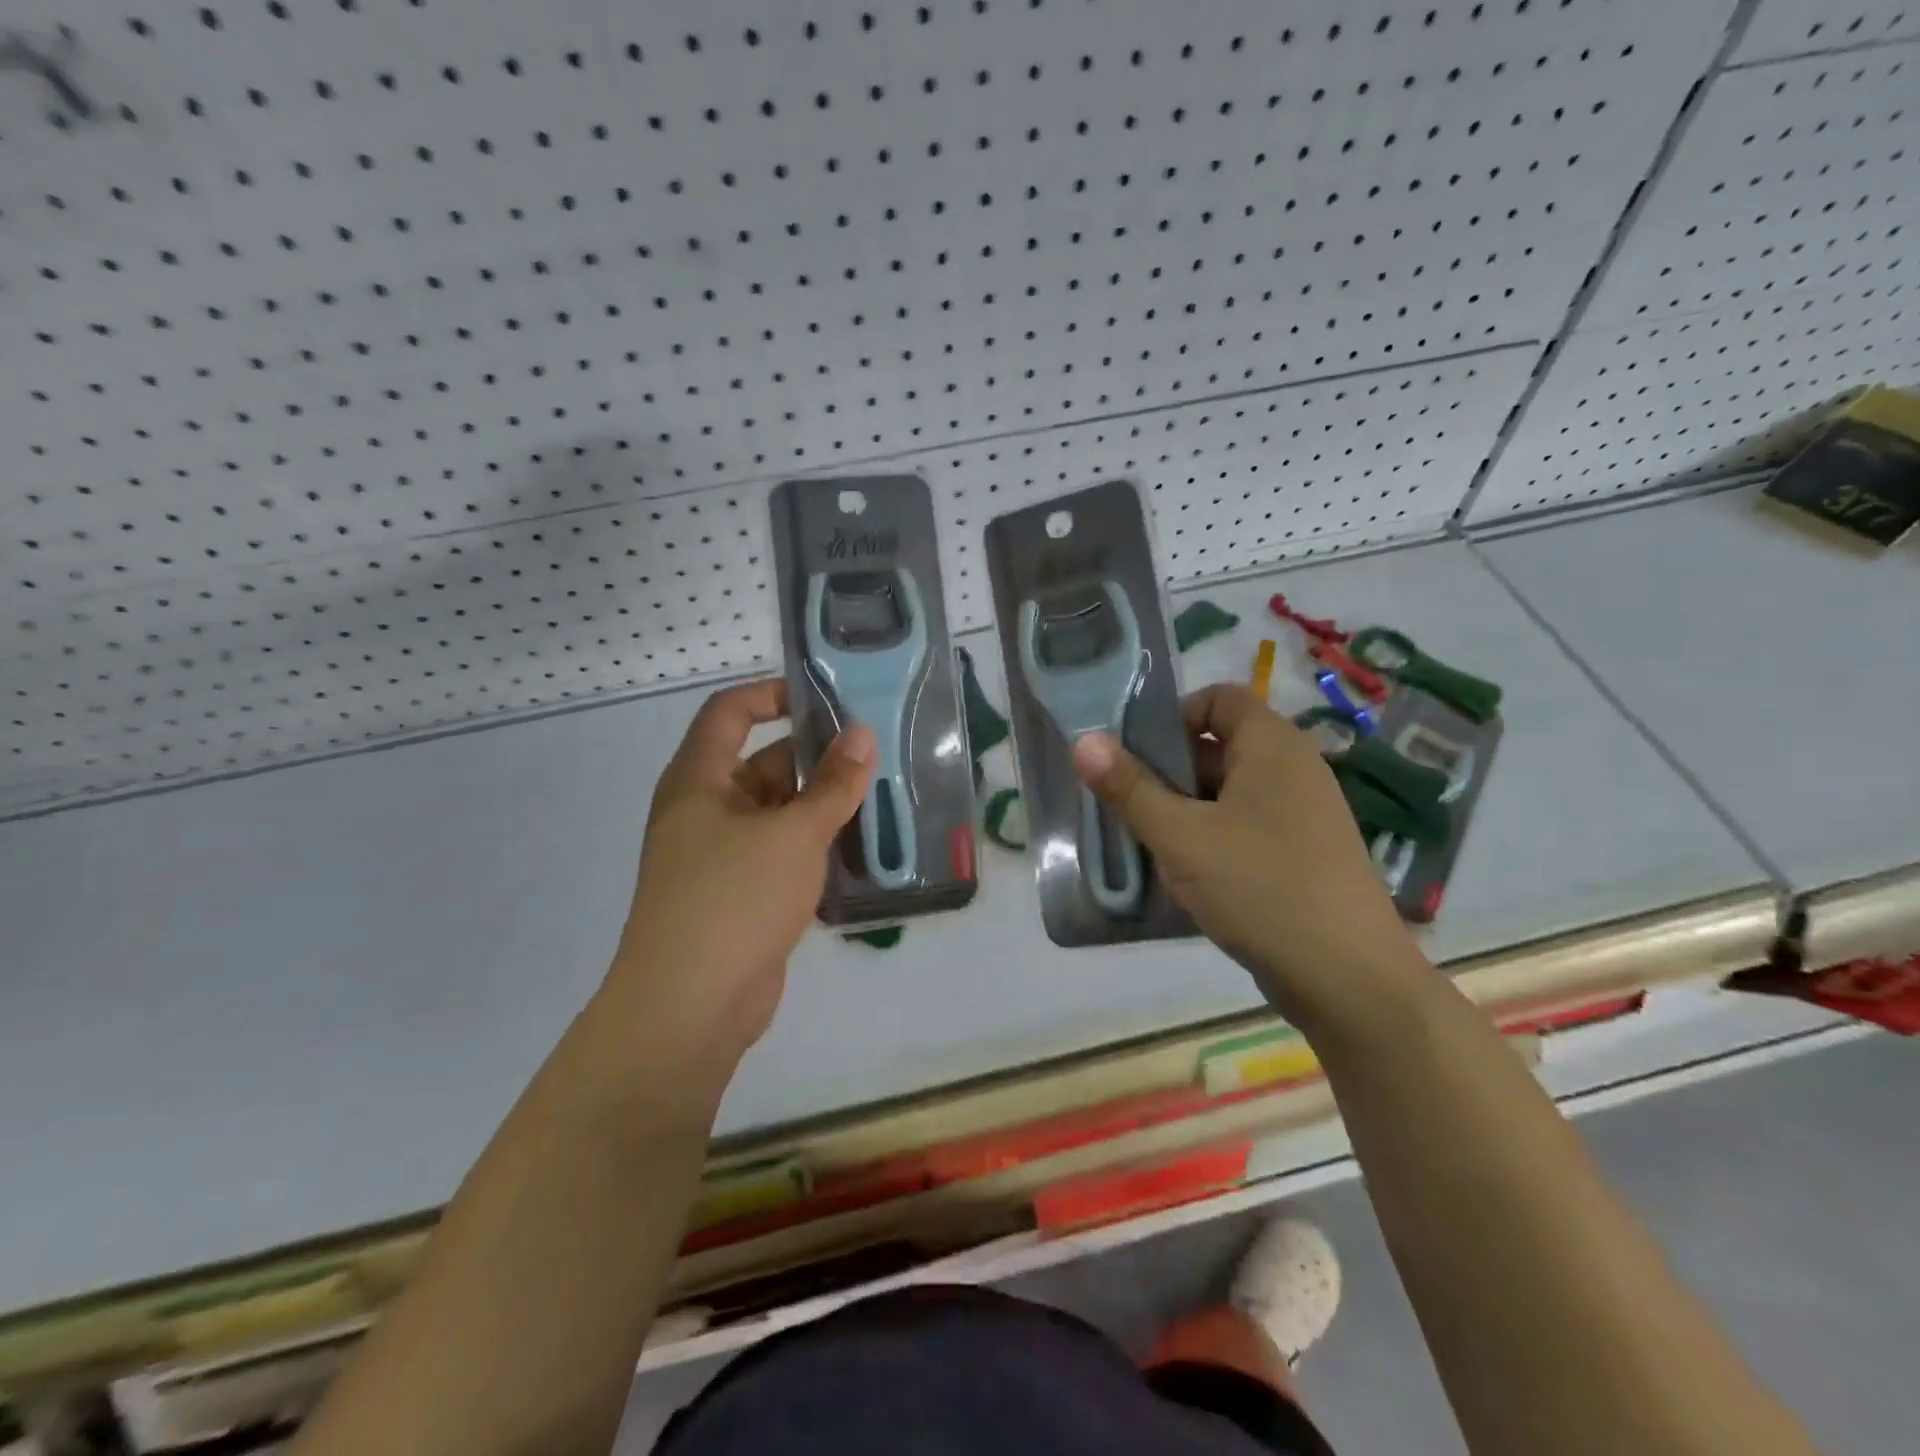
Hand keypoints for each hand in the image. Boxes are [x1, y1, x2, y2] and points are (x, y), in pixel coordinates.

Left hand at [606, 680, 873, 1087]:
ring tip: (880, 798)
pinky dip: (815, 848)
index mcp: (699, 781)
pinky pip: (782, 854)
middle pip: (761, 763)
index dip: (772, 694)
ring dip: (822, 807)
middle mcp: (705, 811)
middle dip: (815, 759)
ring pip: (778, 813)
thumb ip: (833, 784)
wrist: (691, 1008)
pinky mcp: (741, 896)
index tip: (826, 700)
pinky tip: (861, 851)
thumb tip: (862, 734)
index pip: (729, 713)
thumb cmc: (734, 899)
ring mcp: (721, 856)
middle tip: (874, 756)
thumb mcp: (794, 833)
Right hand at [1071, 685, 1422, 1026]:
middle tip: (1128, 804)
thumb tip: (1083, 741)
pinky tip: (1184, 874)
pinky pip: (1245, 826)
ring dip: (1184, 810)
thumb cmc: (1260, 888)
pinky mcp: (1302, 854)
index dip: (1173, 715)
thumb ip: (1130, 788)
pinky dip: (1211, 838)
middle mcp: (1293, 769)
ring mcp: (1302, 815)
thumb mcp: (1181, 837)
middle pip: (1219, 746)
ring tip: (1146, 842)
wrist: (1349, 980)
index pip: (1219, 697)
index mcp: (1272, 746)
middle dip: (1168, 770)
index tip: (1134, 755)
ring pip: (1228, 792)